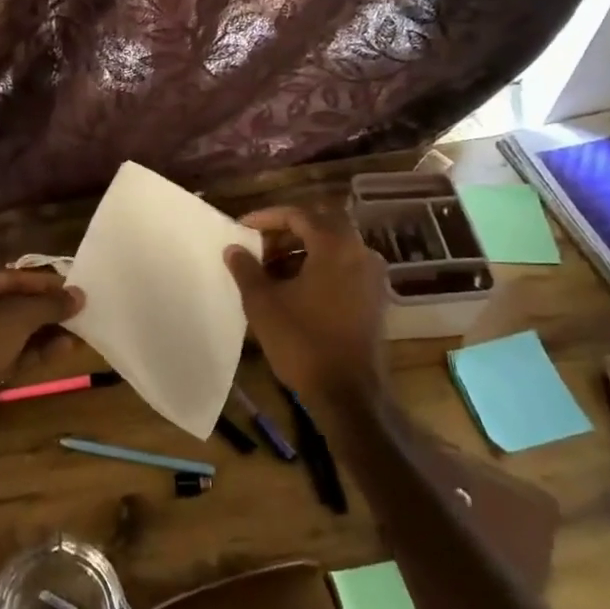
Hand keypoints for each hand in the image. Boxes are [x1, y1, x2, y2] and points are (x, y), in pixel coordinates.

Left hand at [0, 269, 82, 443]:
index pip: (8, 278)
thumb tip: (80, 295)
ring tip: (79, 333)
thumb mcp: (15, 318)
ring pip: (11, 332)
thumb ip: (48, 305)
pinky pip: (7, 353)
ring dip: (43, 333)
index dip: (43, 284)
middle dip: (45, 312)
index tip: (73, 288)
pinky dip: (32, 352)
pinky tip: (63, 350)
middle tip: (78, 312)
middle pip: (10, 305)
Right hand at [224, 205, 387, 403]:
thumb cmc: (303, 342)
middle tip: (258, 245)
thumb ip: (246, 269)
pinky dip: (319, 267)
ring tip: (271, 269)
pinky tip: (294, 288)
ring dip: (302, 250)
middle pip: (322, 225)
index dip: (267, 218)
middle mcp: (361, 252)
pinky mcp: (375, 299)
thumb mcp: (263, 303)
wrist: (349, 394)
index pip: (299, 215)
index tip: (242, 228)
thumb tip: (233, 248)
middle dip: (287, 231)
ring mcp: (373, 277)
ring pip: (334, 247)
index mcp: (336, 246)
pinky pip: (344, 267)